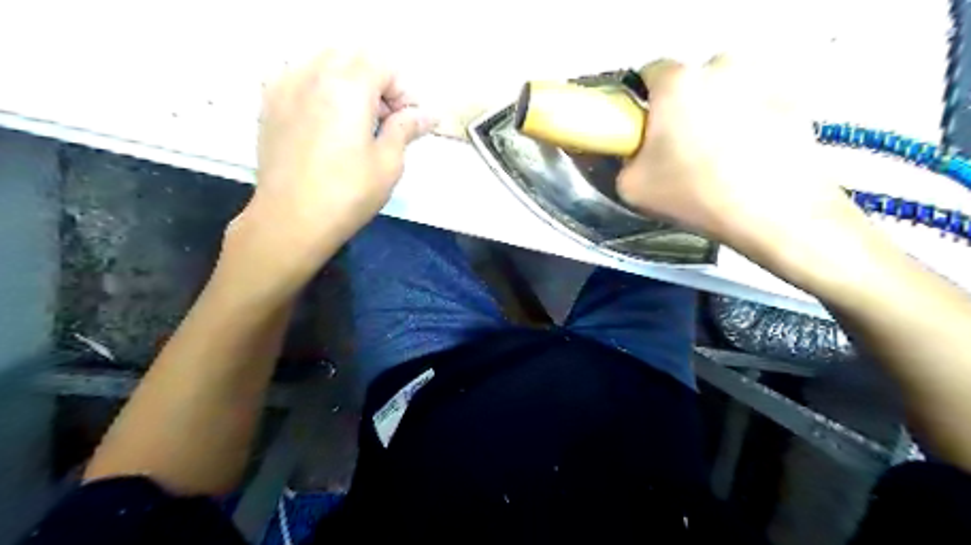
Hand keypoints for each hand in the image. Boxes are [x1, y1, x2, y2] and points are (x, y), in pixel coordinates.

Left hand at [230, 49, 433, 279]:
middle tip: (386, 119)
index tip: (409, 121)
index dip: (403, 90)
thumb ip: (406, 129)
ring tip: (357, 121)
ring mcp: (285, 85)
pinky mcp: (269, 103)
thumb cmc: (348, 194)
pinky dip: (321, 88)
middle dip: (377, 81)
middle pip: (353, 56)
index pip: (383, 64)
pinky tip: (326, 121)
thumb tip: (428, 115)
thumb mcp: (388, 163)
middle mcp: (313, 74)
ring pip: (324, 62)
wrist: (291, 220)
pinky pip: (299, 76)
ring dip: (349, 81)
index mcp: (348, 86)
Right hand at [618, 55, 867, 284]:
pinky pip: (757, 106)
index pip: (649, 73)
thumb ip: (625, 160)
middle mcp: (721, 67)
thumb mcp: (631, 187)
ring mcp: (762, 80)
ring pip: (726, 92)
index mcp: (677, 82)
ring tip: (717, 158)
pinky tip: (747, 159)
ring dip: (717, 114)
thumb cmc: (696, 194)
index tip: (645, 128)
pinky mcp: (794, 100)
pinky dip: (749, 124)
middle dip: (682, 109)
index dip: (643, 102)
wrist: (773, 213)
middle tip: (680, 150)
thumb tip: (635, 154)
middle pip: (690, 82)